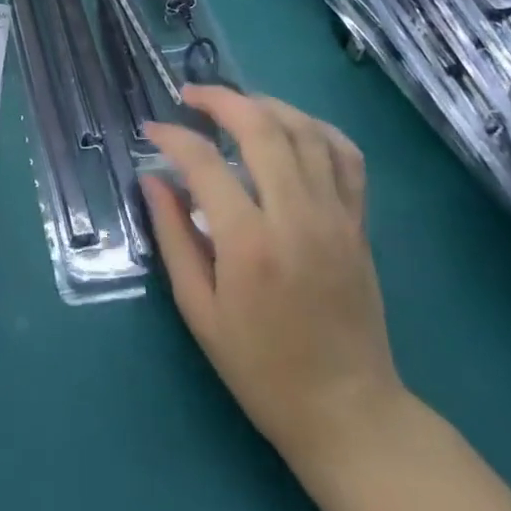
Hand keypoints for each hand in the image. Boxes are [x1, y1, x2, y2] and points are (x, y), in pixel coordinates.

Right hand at [141, 88, 403, 465]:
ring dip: (264, 104)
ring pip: (304, 129)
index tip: (152, 130)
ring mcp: (335, 216)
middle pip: (260, 127)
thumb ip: (173, 236)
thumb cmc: (262, 369)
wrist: (350, 415)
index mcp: (250, 244)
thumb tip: (152, 179)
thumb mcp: (199, 310)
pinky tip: (289, 127)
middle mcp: (296, 217)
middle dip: (219, 99)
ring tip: (233, 105)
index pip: (205, 162)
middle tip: (189, 95)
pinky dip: (316, 127)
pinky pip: (346, 155)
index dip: (173, 136)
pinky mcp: (359, 223)